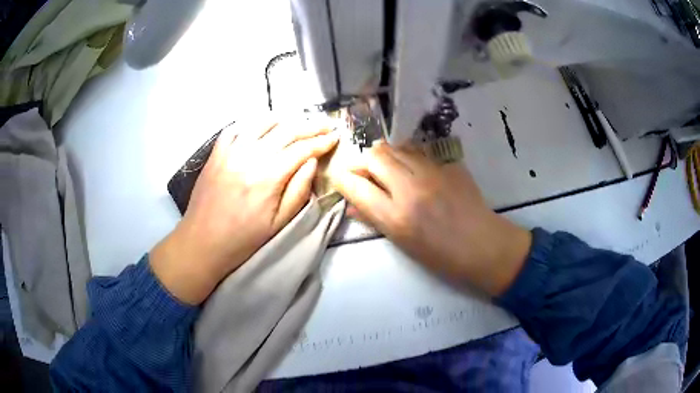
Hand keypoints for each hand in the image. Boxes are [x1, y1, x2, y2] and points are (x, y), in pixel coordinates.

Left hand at [151, 118, 338, 303]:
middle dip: (311, 125)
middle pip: (286, 130)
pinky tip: (263, 125)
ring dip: (285, 119)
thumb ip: (299, 190)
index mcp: (268, 177)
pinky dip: (254, 122)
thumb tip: (312, 162)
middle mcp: (250, 156)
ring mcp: (230, 151)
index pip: (302, 149)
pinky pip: (237, 127)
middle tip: (326, 123)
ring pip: (263, 122)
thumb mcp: (278, 223)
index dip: (322, 142)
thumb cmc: (243, 239)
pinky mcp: (216, 152)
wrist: (202, 241)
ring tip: (299, 121)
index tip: (336, 136)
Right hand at [330, 142, 531, 295]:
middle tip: (363, 172)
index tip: (339, 178)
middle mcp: (411, 188)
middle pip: (374, 156)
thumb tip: (351, 203)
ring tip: (385, 167)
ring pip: (395, 147)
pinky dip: (405, 155)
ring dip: (383, 155)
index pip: (356, 186)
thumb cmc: (441, 255)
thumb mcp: (402, 243)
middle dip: (361, 161)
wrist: (483, 244)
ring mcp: (432, 172)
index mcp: (397, 216)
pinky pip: (418, 150)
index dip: (341, 178)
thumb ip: (374, 219)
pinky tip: (409, 166)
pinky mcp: (448, 164)